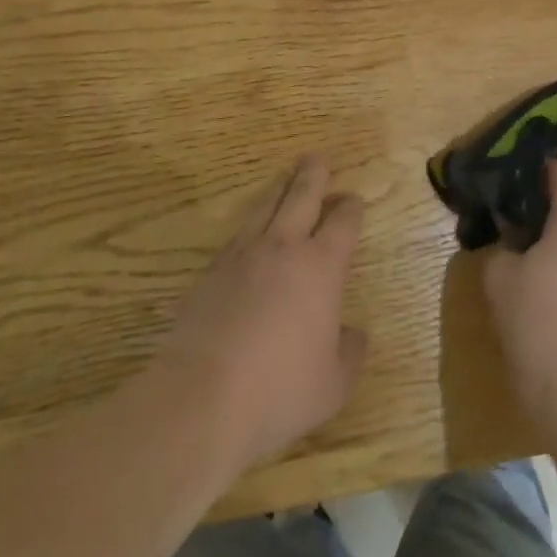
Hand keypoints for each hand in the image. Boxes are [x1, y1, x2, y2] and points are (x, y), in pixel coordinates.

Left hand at [155, 155, 366, 468]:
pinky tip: (250, 231)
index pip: (343, 222)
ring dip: (279, 188)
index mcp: (321, 266)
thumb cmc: (279, 390)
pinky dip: (251, 224)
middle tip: (318, 157)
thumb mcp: (333, 384)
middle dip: (313, 175)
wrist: (201, 398)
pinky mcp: (210, 272)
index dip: (351, 208)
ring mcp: (242, 255)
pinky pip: (237, 234)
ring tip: (285, 178)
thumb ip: (350, 353)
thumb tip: (354, 333)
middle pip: (301, 196)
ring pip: (264, 206)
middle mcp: (283, 248)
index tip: (354, 201)